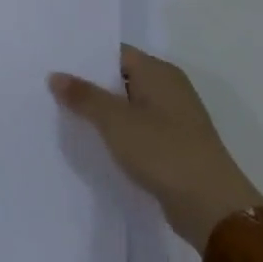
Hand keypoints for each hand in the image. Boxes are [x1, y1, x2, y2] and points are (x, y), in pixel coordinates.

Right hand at [50, 47, 262, 251]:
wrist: (213, 209)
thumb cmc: (163, 151)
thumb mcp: (114, 120)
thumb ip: (83, 95)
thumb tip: (55, 76)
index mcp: (159, 72)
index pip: (114, 52)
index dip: (83, 56)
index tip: (52, 61)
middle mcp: (169, 89)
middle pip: (119, 77)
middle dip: (88, 83)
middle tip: (49, 86)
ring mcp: (174, 119)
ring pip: (126, 105)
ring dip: (100, 110)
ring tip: (62, 111)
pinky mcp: (173, 145)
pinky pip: (136, 128)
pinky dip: (115, 130)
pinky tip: (91, 138)